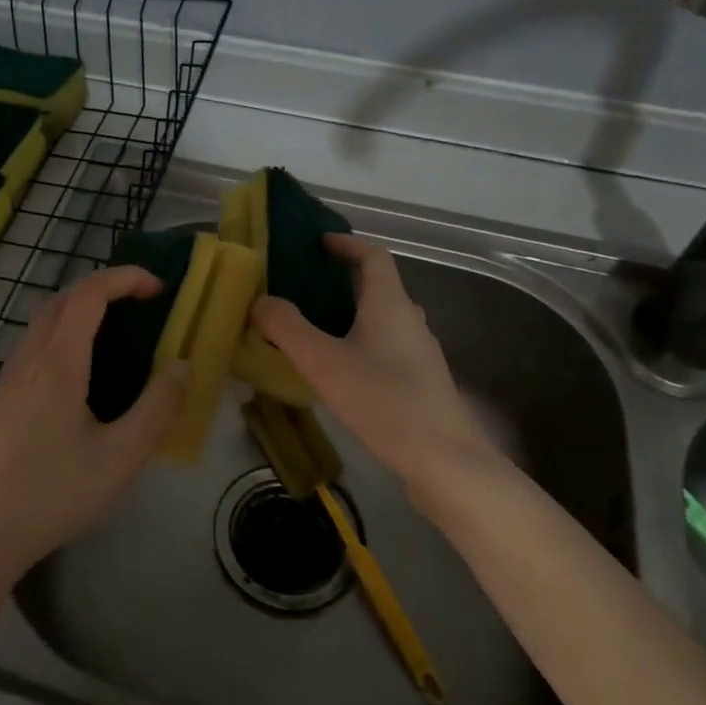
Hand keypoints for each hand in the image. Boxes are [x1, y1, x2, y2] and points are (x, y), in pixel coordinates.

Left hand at [0, 265, 186, 588]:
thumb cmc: (54, 494)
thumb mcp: (121, 457)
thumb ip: (157, 408)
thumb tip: (181, 365)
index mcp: (58, 362)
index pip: (89, 293)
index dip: (125, 278)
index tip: (159, 289)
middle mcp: (29, 358)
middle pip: (63, 298)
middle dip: (105, 288)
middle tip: (142, 306)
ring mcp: (9, 378)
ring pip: (44, 320)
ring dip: (81, 310)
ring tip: (117, 334)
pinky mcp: (1, 398)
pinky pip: (34, 344)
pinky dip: (63, 333)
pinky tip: (81, 373)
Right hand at [253, 234, 505, 505]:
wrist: (445, 461)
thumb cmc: (384, 402)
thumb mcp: (324, 363)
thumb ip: (287, 329)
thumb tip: (260, 301)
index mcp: (390, 304)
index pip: (373, 256)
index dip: (347, 244)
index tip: (319, 243)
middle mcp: (410, 320)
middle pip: (379, 286)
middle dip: (343, 281)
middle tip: (304, 288)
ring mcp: (420, 353)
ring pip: (382, 320)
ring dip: (351, 314)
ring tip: (315, 329)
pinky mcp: (422, 382)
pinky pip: (387, 347)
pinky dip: (361, 343)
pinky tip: (341, 371)